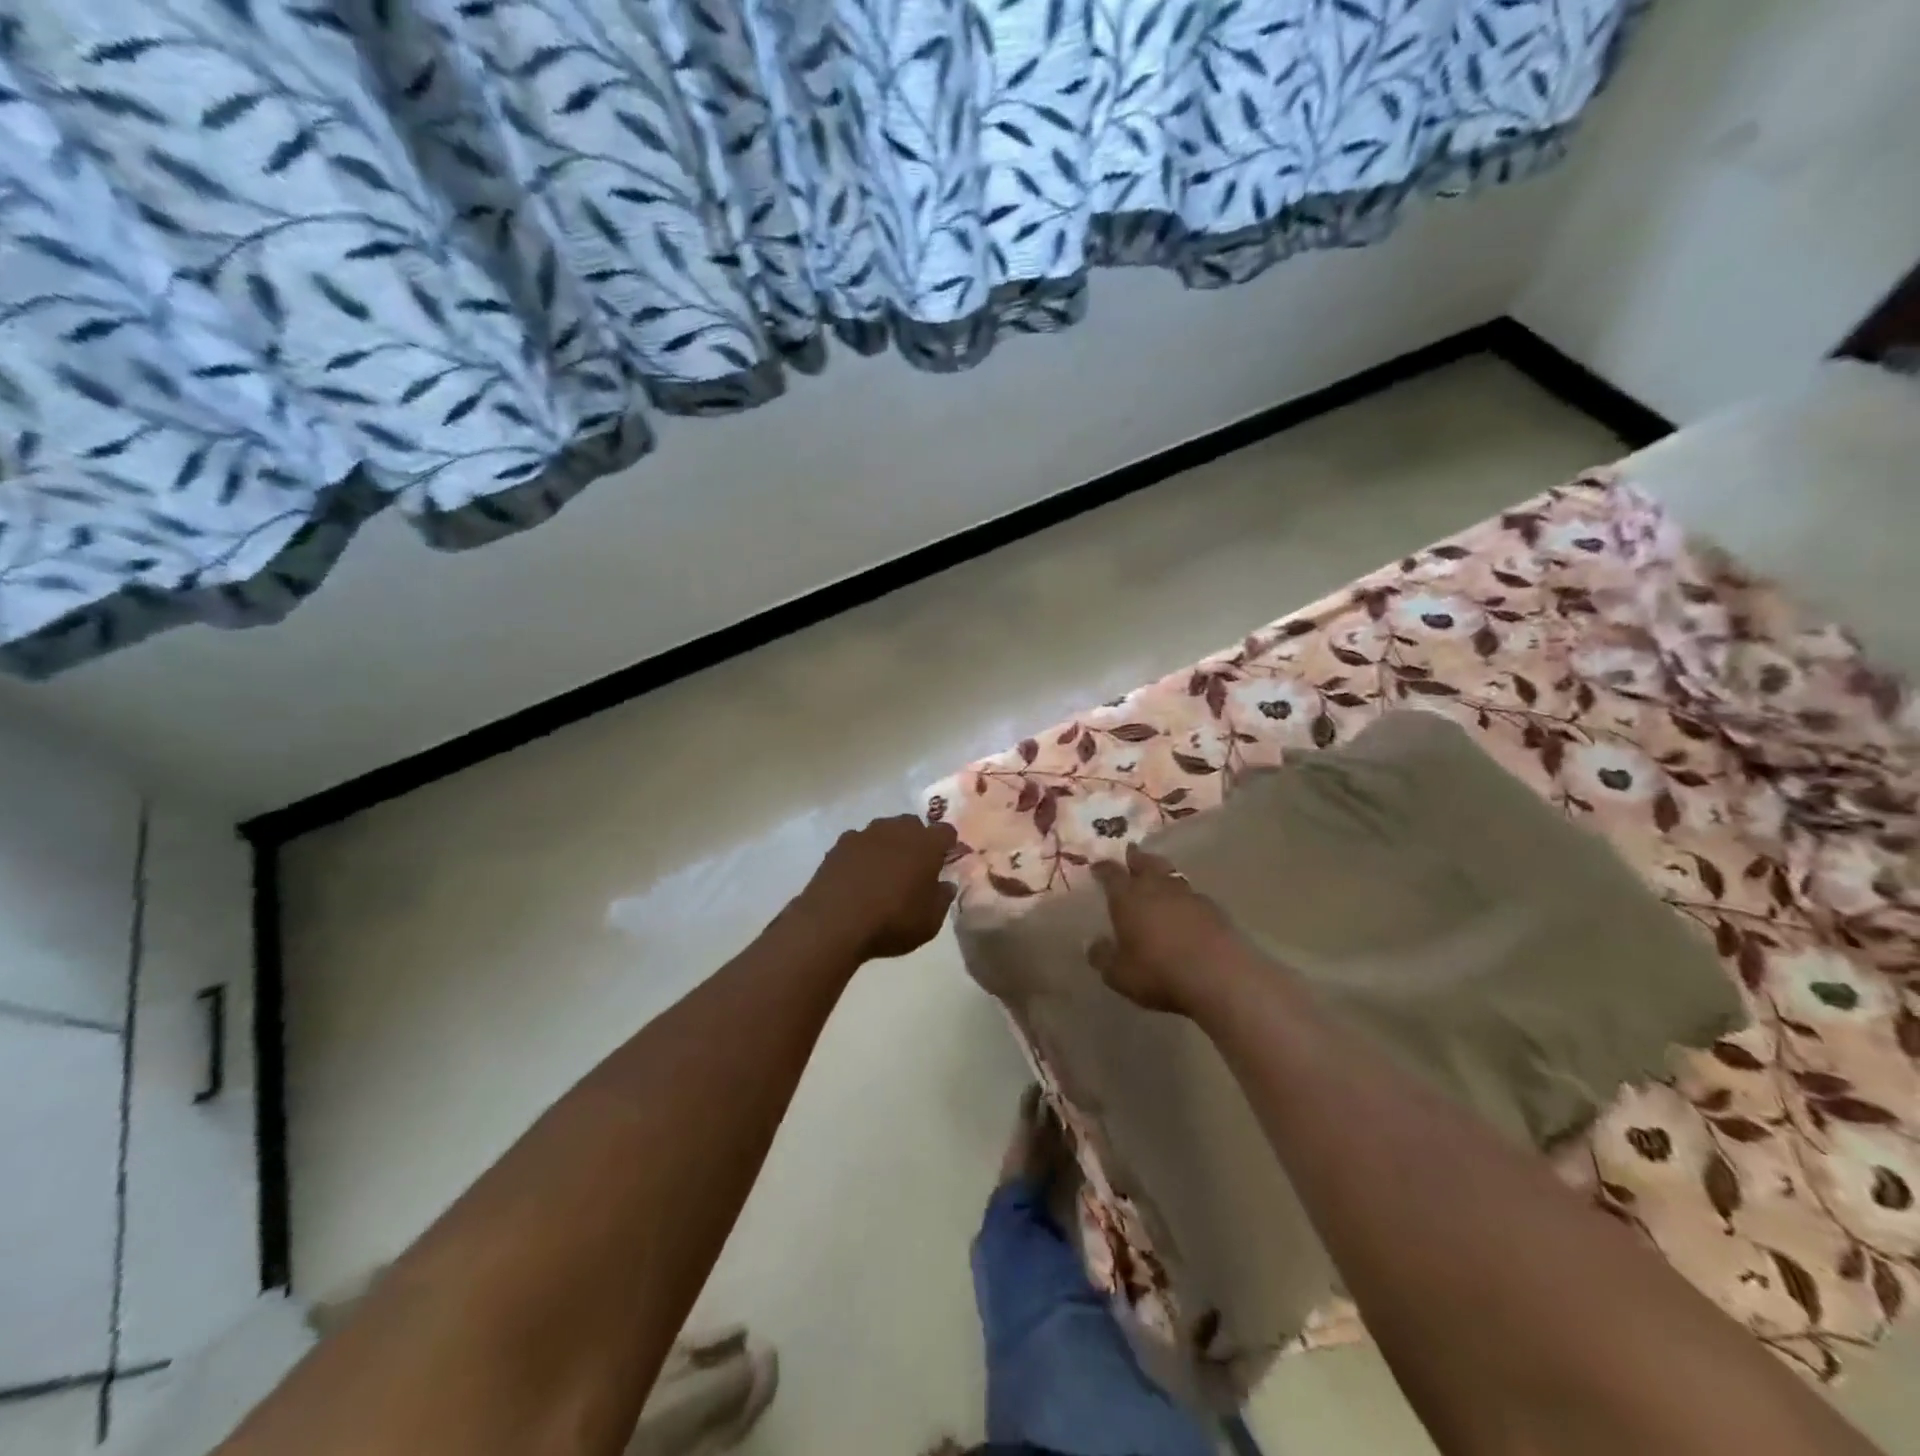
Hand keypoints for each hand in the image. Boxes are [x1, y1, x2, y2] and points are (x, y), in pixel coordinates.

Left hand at [797, 814, 958, 961]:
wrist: (834, 923)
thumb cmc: (892, 921)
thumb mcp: (929, 922)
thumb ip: (942, 899)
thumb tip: (945, 885)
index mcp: (925, 844)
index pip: (946, 832)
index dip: (948, 845)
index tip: (945, 861)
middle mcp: (896, 830)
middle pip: (913, 825)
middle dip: (916, 841)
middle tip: (915, 867)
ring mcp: (865, 834)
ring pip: (884, 831)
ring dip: (888, 845)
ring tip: (884, 871)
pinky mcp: (839, 845)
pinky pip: (858, 843)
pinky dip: (862, 854)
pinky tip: (858, 876)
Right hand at [1089, 844, 1241, 1016]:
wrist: (1220, 976)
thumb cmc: (1159, 973)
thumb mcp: (1119, 974)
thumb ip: (1102, 957)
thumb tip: (1093, 944)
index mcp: (1128, 898)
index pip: (1111, 874)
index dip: (1103, 869)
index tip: (1097, 866)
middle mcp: (1157, 888)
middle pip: (1145, 863)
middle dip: (1136, 858)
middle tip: (1131, 853)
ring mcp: (1189, 895)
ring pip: (1171, 875)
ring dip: (1162, 874)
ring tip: (1158, 877)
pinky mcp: (1215, 909)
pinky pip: (1193, 895)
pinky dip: (1185, 897)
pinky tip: (1186, 908)